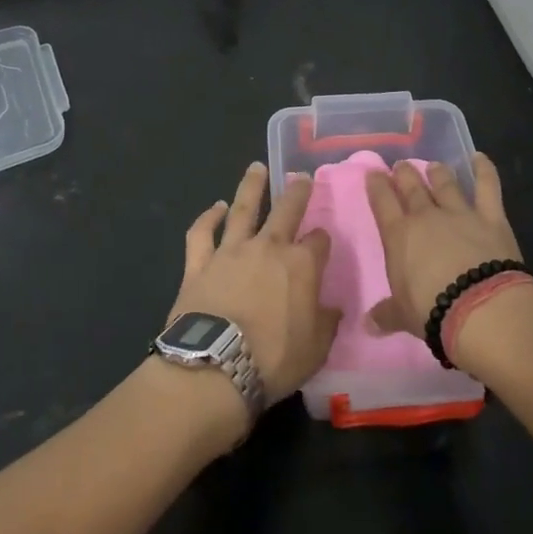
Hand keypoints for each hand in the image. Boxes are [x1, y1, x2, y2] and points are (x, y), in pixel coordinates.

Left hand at [168, 162, 340, 408]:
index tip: (322, 242)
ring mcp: (231, 251)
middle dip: (297, 191)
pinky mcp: (199, 263)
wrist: (215, 366)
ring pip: (243, 209)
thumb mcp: (316, 348)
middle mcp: (268, 247)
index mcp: (301, 265)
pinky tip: (215, 207)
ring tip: (256, 167)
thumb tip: (333, 308)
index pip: (319, 241)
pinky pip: (202, 233)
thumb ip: (326, 322)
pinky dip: (208, 217)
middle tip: (301, 176)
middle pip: (286, 210)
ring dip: (251, 186)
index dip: (322, 240)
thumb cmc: (273, 360)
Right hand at [365, 154, 522, 341]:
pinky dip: (485, 170)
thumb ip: (386, 314)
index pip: (382, 201)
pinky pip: (487, 187)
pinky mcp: (491, 217)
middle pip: (411, 186)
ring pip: (445, 183)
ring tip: (433, 165)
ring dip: (437, 172)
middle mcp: (426, 216)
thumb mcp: (403, 316)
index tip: (373, 174)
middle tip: (401, 167)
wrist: (482, 309)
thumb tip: (368, 324)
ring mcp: (460, 213)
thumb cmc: (433, 312)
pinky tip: (480, 158)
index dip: (376, 185)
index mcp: (399, 235)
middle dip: (404, 174)